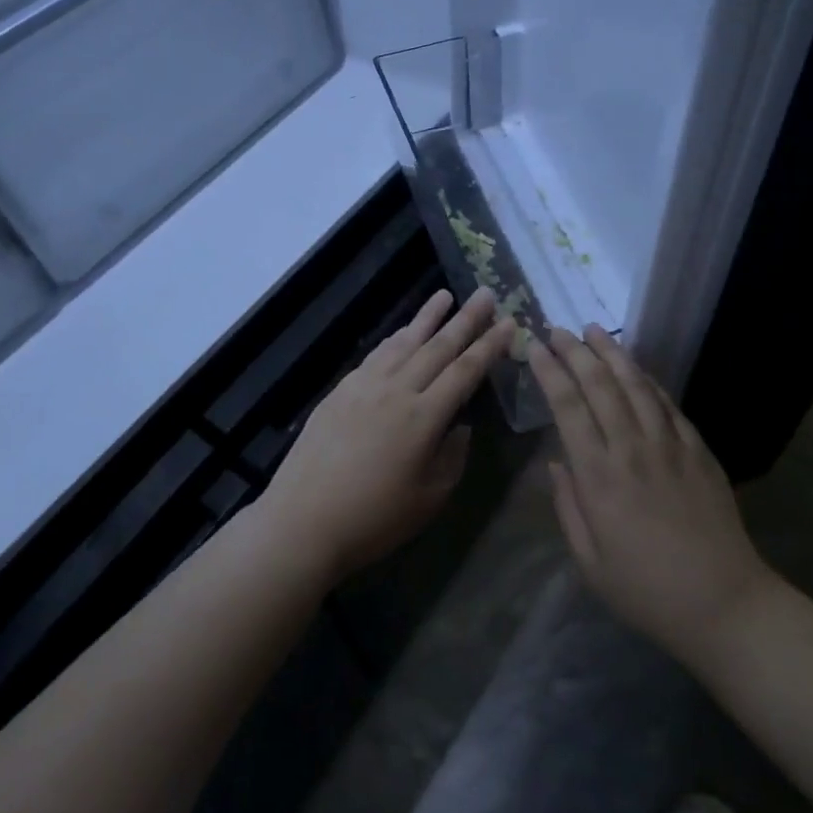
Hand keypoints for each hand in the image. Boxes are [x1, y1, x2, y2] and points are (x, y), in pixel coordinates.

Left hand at [258, 288, 515, 584]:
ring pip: (404, 342)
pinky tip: (402, 332)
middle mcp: (397, 390)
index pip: (465, 371)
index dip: (489, 345)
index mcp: (424, 417)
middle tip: (485, 293)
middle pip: (438, 346)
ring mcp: (365, 385)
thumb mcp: (429, 498)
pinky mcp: (341, 390)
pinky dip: (395, 338)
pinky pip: (377, 354)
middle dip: (466, 319)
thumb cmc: (373, 519)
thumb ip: (452, 456)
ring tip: (445, 296)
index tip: (509, 322)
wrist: (303, 519)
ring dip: (427, 317)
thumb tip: (460, 425)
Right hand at [529, 327, 774, 669]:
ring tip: (595, 330)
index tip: (536, 347)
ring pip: (636, 385)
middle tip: (559, 328)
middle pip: (600, 385)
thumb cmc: (646, 591)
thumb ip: (568, 506)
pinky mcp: (698, 452)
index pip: (569, 407)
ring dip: (613, 354)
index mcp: (599, 476)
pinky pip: (669, 405)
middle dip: (576, 351)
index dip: (550, 372)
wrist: (724, 605)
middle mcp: (632, 449)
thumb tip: (556, 463)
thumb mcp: (589, 562)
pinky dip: (649, 381)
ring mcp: (670, 446)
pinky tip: (637, 370)